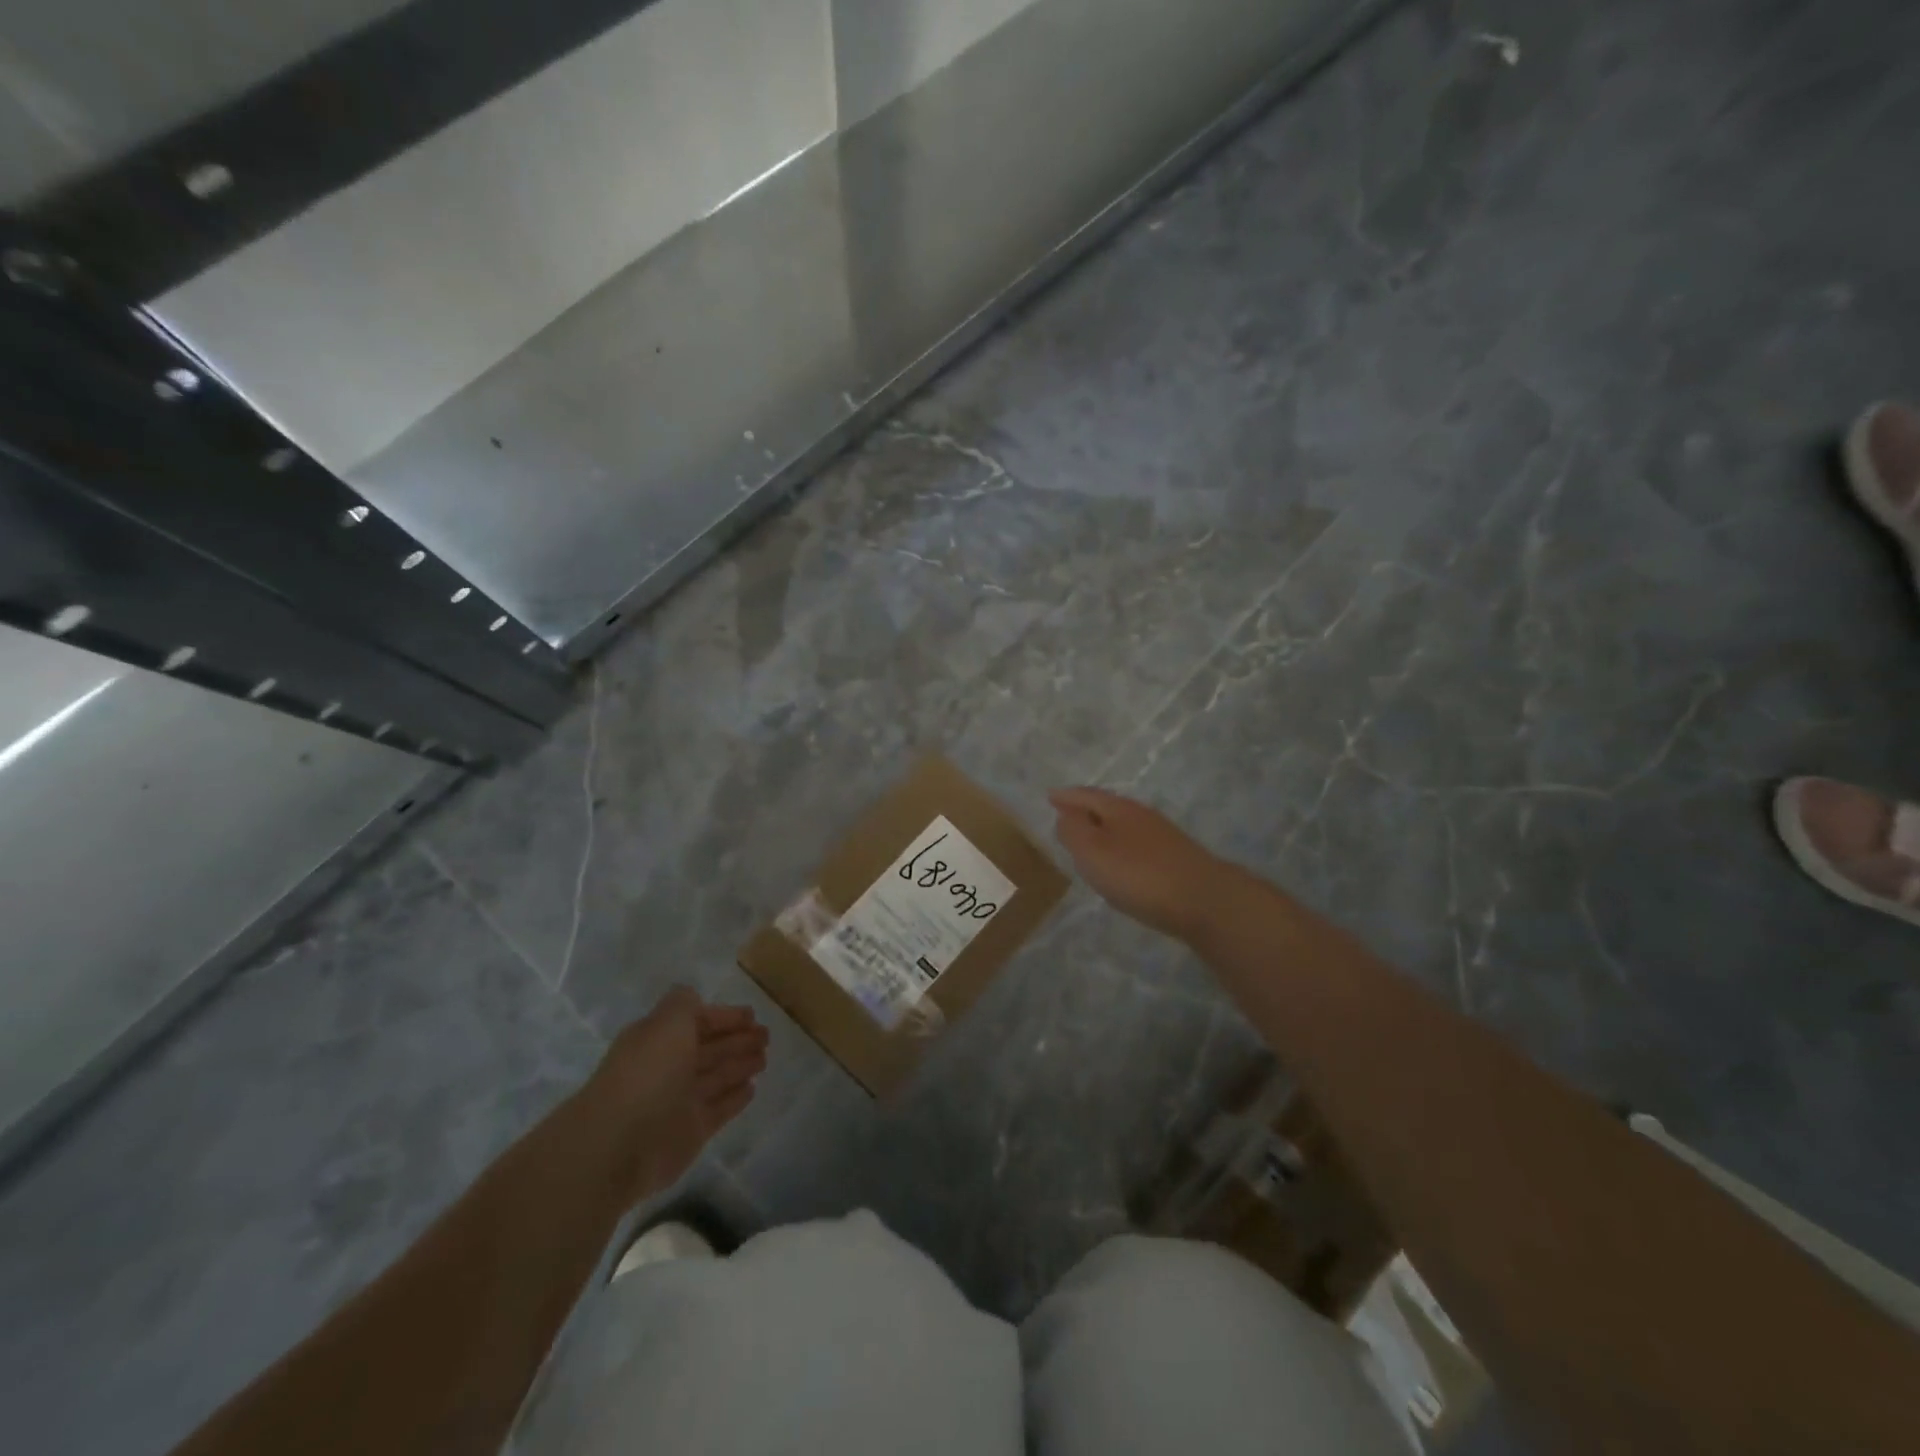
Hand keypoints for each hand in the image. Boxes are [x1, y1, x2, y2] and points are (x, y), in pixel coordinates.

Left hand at [582, 987, 768, 1200]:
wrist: (619, 1144)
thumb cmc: (647, 1073)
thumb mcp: (667, 1023)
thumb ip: (684, 1005)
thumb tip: (694, 998)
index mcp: (659, 1039)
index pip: (696, 1021)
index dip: (724, 1017)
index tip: (752, 1015)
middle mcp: (669, 1067)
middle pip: (709, 1049)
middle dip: (737, 1040)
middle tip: (766, 1036)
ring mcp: (680, 1101)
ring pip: (717, 1077)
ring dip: (740, 1065)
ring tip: (764, 1059)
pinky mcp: (691, 1132)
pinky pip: (720, 1109)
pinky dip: (735, 1098)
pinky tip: (752, 1089)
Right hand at [1048, 787, 1227, 940]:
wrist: (1204, 900)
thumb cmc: (1139, 874)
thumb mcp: (1093, 852)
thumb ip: (1073, 831)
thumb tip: (1064, 814)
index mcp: (1118, 809)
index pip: (1086, 795)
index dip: (1066, 796)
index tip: (1050, 796)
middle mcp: (1141, 815)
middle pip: (1107, 807)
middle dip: (1085, 810)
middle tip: (1065, 815)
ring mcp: (1161, 836)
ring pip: (1124, 826)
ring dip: (1104, 829)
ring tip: (1089, 840)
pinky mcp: (1175, 858)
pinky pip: (1137, 844)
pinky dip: (1121, 847)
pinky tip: (1121, 863)